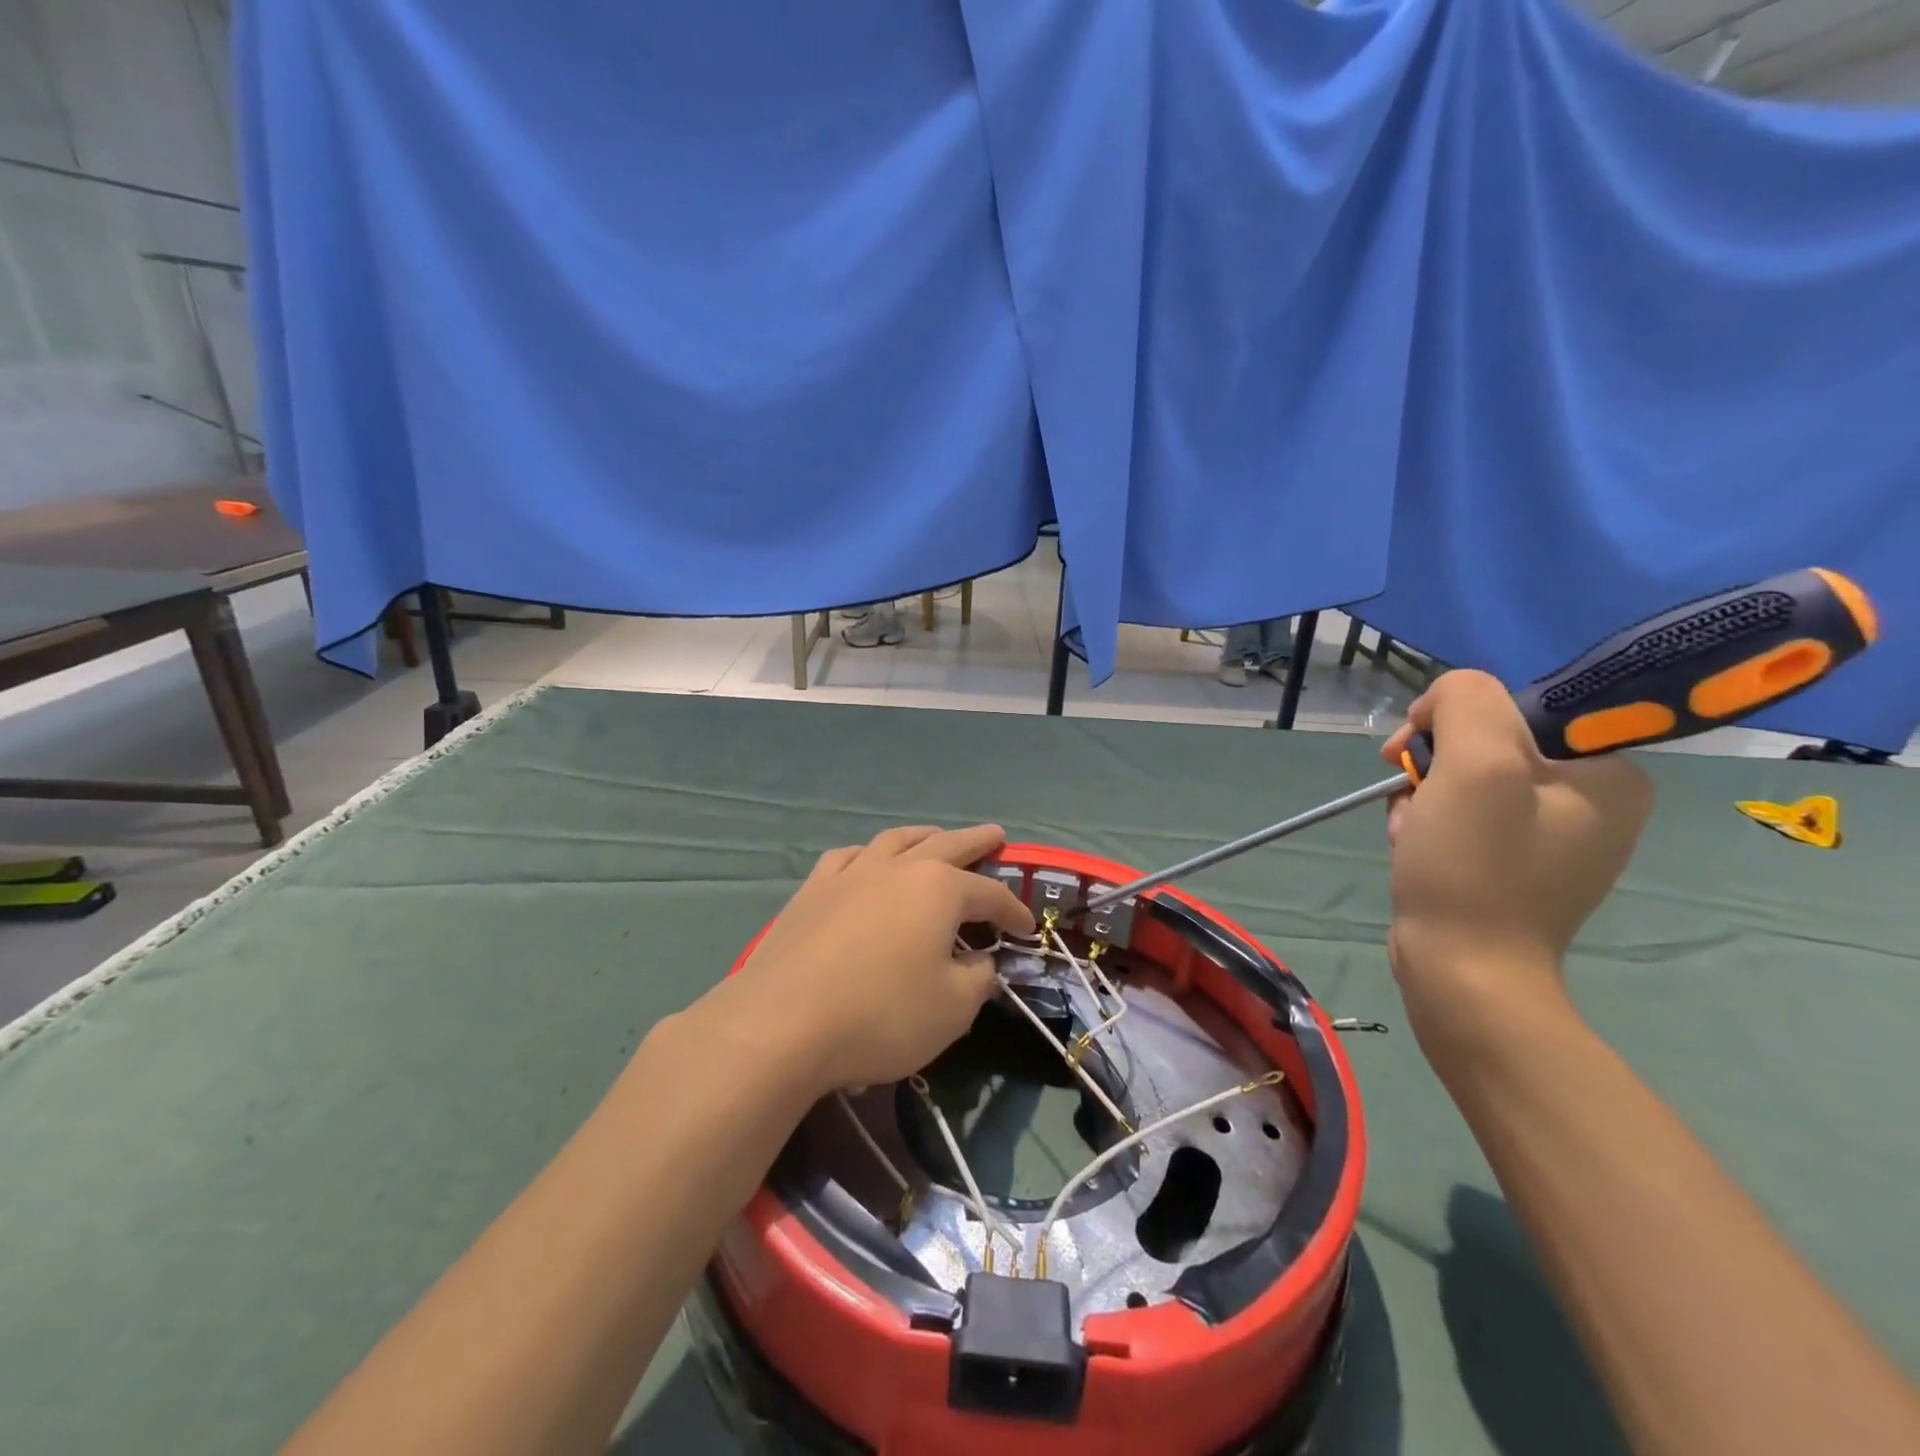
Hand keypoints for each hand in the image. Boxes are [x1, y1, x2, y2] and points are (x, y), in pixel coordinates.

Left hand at [715, 824, 1035, 1096]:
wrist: (781, 1023)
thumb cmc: (880, 1016)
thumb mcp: (951, 1010)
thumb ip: (977, 980)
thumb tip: (980, 961)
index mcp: (939, 890)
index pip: (990, 894)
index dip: (1013, 910)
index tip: (1027, 928)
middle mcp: (898, 868)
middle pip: (948, 845)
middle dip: (977, 842)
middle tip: (996, 835)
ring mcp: (851, 873)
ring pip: (896, 840)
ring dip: (923, 836)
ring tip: (936, 836)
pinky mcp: (814, 889)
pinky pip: (849, 857)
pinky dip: (869, 854)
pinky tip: (868, 862)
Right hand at [1379, 670, 1652, 1043]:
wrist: (1462, 971)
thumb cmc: (1475, 867)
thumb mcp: (1475, 764)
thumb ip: (1466, 701)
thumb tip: (1442, 702)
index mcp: (1610, 772)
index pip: (1519, 706)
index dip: (1456, 720)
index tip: (1420, 754)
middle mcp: (1593, 801)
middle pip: (1487, 746)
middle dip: (1433, 768)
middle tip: (1414, 801)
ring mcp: (1552, 837)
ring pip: (1465, 782)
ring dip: (1423, 799)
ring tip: (1412, 833)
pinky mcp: (1514, 865)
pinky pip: (1462, 817)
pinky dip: (1426, 825)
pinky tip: (1413, 848)